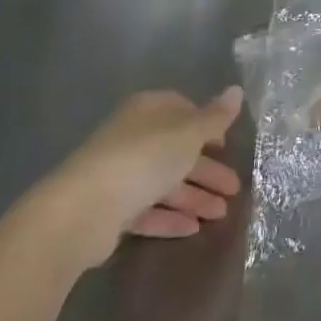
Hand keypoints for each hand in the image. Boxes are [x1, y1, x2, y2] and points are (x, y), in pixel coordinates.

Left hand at [40, 87, 244, 261]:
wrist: (84, 209)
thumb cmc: (144, 159)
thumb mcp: (188, 133)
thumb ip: (215, 117)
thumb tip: (237, 90)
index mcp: (149, 111)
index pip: (183, 110)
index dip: (207, 127)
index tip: (227, 146)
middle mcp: (133, 137)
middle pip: (177, 151)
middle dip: (207, 170)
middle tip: (234, 190)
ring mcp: (120, 173)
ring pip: (164, 182)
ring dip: (194, 197)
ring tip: (221, 215)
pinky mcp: (110, 208)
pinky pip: (148, 209)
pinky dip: (170, 218)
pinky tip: (193, 229)